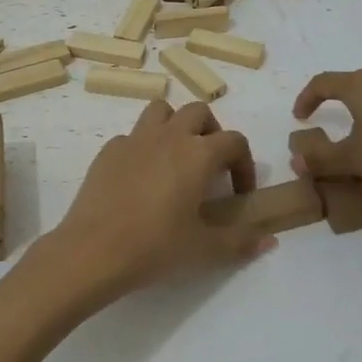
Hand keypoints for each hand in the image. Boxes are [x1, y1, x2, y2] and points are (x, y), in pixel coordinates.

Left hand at [47, 101, 273, 307]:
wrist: (93, 250)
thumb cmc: (155, 247)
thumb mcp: (204, 249)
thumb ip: (241, 241)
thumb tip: (269, 239)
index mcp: (197, 154)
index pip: (234, 141)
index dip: (244, 164)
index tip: (239, 193)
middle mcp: (168, 136)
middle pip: (198, 112)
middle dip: (211, 132)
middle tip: (210, 167)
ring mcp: (134, 139)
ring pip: (161, 111)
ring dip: (175, 126)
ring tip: (176, 159)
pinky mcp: (108, 150)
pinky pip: (132, 136)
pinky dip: (143, 147)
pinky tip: (140, 178)